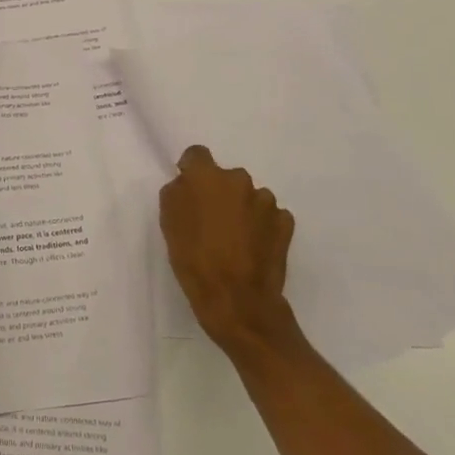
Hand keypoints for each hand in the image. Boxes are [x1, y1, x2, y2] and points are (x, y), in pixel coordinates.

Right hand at [159, 144, 297, 355]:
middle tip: (211, 221)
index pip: (196, 154)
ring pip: (249, 197)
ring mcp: (266, 202)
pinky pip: (269, 216)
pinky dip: (261, 226)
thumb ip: (177, 193)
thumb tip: (186, 184)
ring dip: (242, 209)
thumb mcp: (168, 223)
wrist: (237, 300)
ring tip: (235, 239)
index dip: (191, 170)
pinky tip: (253, 248)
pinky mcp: (285, 223)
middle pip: (225, 178)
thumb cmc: (194, 259)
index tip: (189, 191)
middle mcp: (239, 180)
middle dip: (219, 193)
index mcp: (207, 176)